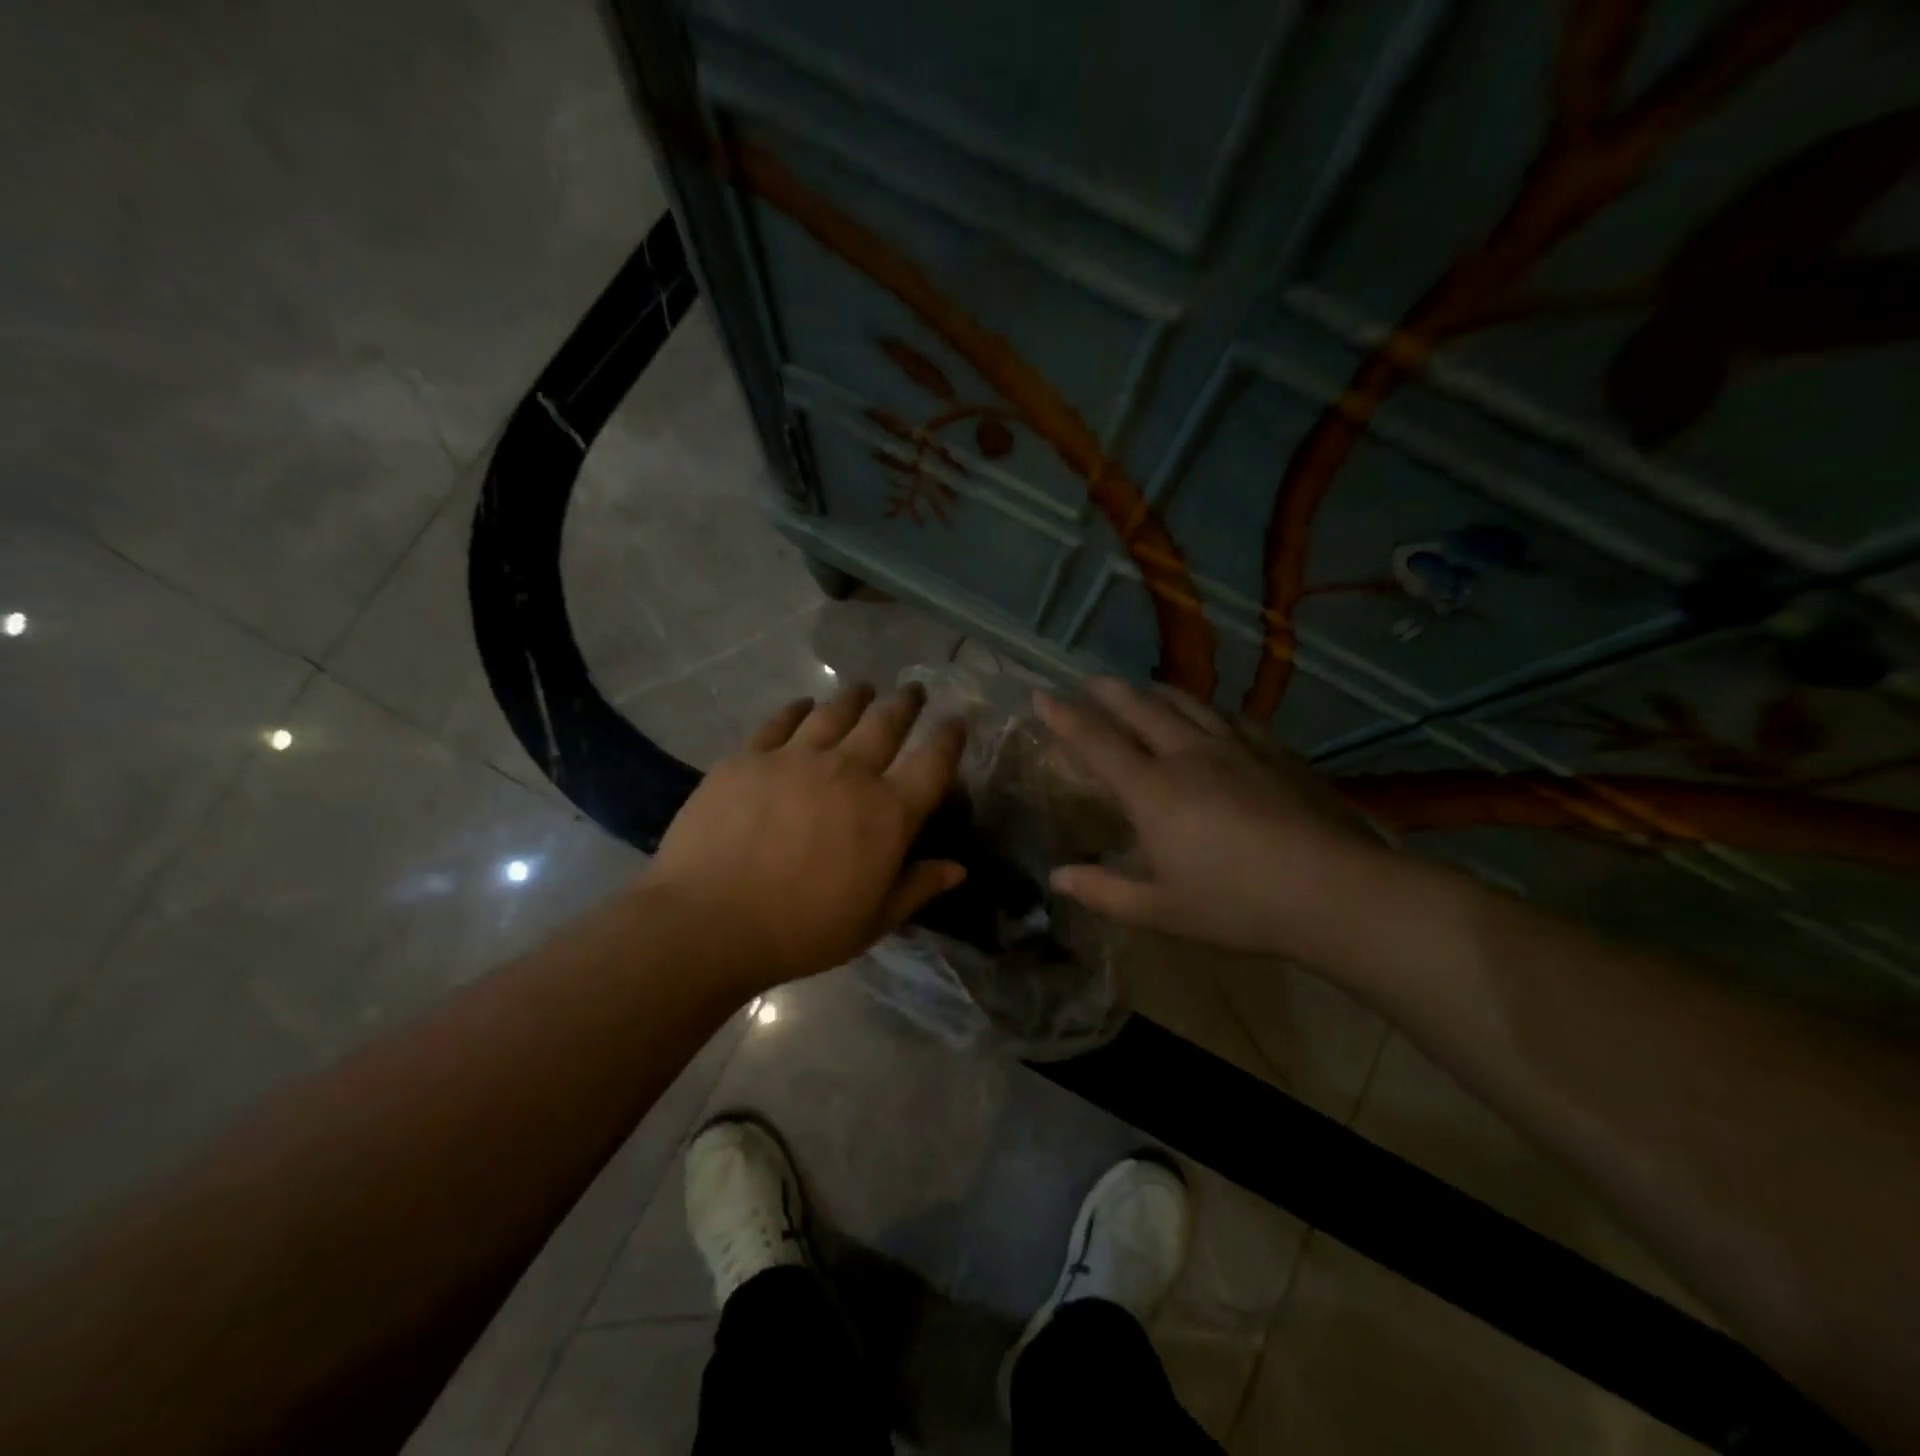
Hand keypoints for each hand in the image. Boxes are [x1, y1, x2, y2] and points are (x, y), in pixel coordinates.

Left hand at [645, 682, 966, 992]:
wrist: (709, 921)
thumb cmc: (801, 930)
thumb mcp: (872, 921)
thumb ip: (917, 888)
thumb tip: (958, 869)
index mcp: (888, 813)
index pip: (933, 763)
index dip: (949, 738)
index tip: (957, 721)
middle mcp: (849, 772)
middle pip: (886, 723)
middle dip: (905, 703)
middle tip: (913, 690)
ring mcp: (796, 758)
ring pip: (836, 712)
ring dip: (856, 697)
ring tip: (864, 689)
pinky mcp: (750, 757)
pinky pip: (781, 721)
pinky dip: (799, 709)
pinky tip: (804, 705)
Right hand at [1035, 677, 1390, 959]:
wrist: (1335, 891)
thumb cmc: (1238, 905)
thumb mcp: (1161, 910)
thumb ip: (1104, 892)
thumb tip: (1057, 878)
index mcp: (1153, 791)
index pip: (1096, 742)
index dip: (1065, 717)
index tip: (1042, 694)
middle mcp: (1187, 756)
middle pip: (1140, 709)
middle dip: (1109, 691)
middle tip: (1090, 681)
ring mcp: (1235, 748)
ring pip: (1187, 705)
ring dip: (1156, 693)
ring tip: (1143, 688)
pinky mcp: (1274, 752)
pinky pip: (1231, 719)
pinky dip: (1208, 711)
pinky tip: (1213, 717)